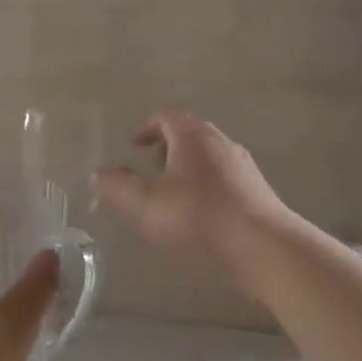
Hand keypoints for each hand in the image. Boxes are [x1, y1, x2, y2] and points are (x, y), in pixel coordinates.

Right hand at [94, 110, 290, 267]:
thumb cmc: (198, 217)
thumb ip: (118, 187)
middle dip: (168, 147)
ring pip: (210, 155)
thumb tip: (99, 174)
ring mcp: (243, 165)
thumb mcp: (146, 204)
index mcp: (192, 136)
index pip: (166, 116)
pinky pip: (226, 176)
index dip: (147, 127)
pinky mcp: (257, 189)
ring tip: (174, 193)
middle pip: (191, 132)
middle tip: (152, 168)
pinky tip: (202, 213)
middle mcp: (220, 142)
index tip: (135, 145)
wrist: (262, 244)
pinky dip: (208, 184)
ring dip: (189, 166)